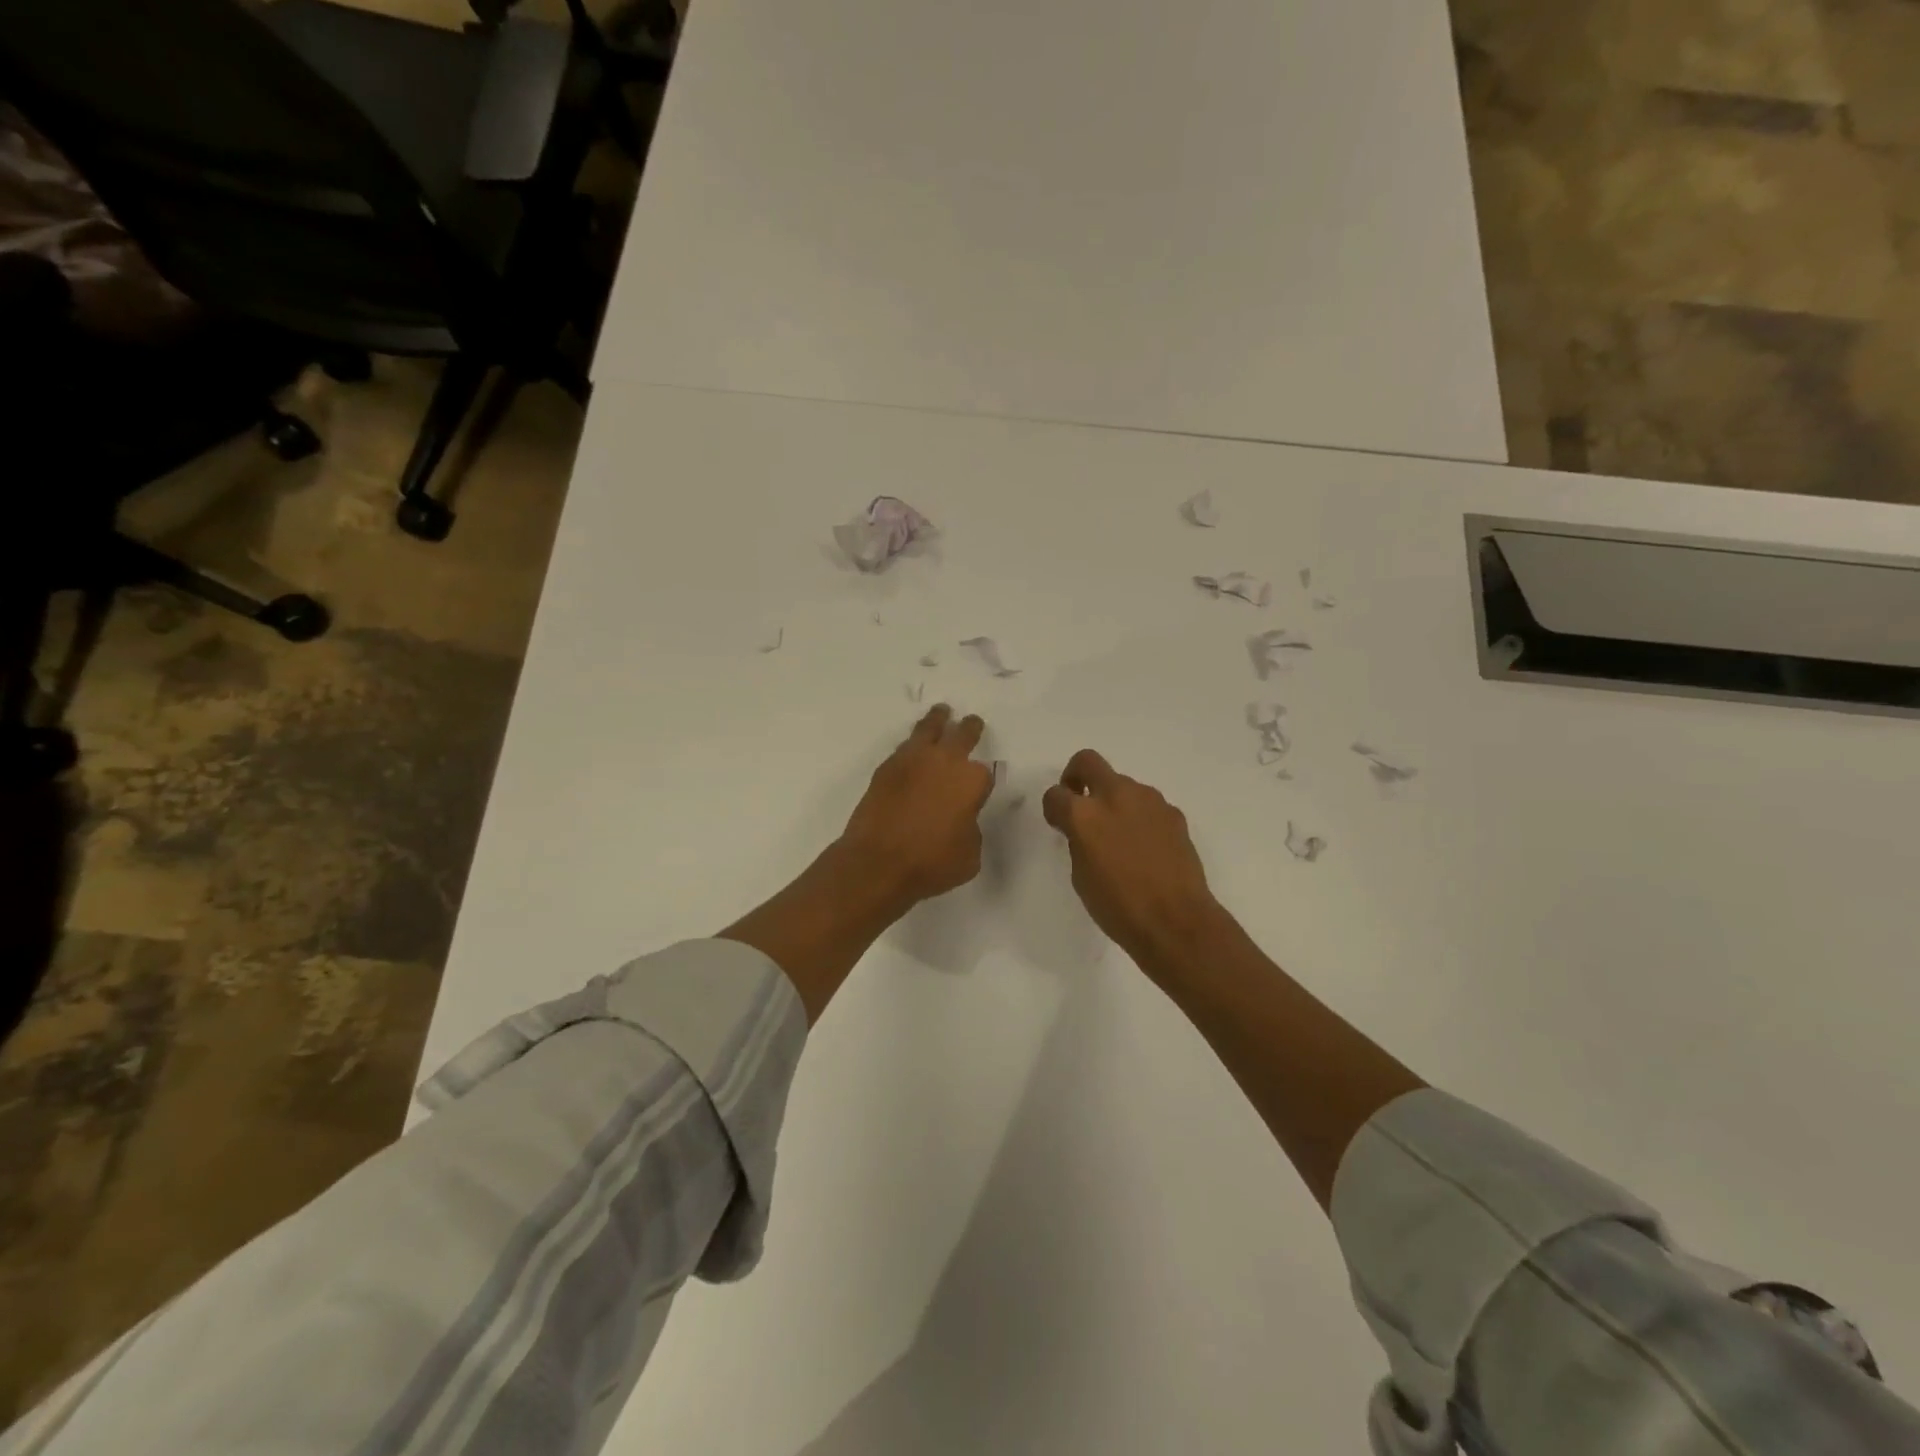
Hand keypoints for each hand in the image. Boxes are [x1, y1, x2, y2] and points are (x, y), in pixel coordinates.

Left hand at [839, 704, 995, 904]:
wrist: (877, 863)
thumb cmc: (931, 864)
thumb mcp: (969, 855)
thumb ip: (970, 827)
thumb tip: (960, 818)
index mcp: (972, 781)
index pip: (985, 772)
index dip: (983, 781)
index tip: (981, 785)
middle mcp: (945, 761)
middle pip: (962, 734)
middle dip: (969, 728)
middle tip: (972, 722)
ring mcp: (912, 760)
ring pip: (929, 729)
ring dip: (938, 720)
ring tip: (941, 713)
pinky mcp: (885, 768)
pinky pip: (904, 747)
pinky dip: (912, 744)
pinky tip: (913, 748)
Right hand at [1042, 750, 1220, 965]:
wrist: (1176, 921)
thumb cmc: (1118, 907)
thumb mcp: (1081, 876)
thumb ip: (1078, 841)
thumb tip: (1085, 830)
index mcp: (1084, 815)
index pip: (1055, 794)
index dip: (1053, 808)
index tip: (1059, 823)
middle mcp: (1115, 796)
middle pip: (1087, 762)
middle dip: (1077, 775)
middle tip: (1080, 800)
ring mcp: (1148, 800)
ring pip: (1121, 784)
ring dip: (1113, 800)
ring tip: (1120, 836)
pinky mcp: (1173, 812)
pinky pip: (1147, 804)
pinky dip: (1139, 816)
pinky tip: (1146, 847)